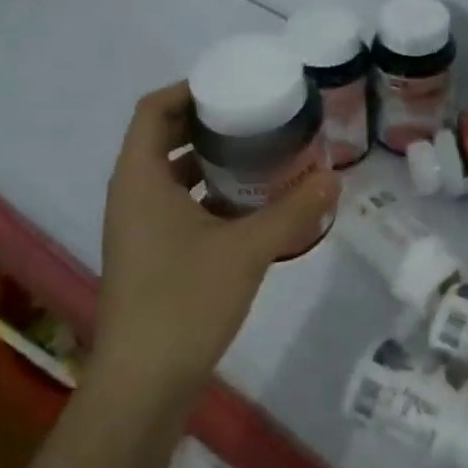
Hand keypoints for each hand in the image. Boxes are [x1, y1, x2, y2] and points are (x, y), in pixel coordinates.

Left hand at [91, 80, 337, 424]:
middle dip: (211, 122)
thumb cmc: (185, 301)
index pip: (153, 110)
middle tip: (261, 115)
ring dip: (215, 159)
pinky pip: (181, 205)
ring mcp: (140, 229)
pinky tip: (255, 204)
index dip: (189, 88)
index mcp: (140, 180)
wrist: (144, 384)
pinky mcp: (153, 255)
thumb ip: (294, 209)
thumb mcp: (249, 248)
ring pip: (175, 174)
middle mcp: (133, 196)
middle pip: (165, 137)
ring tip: (265, 152)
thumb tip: (334, 177)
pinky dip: (214, 194)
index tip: (235, 83)